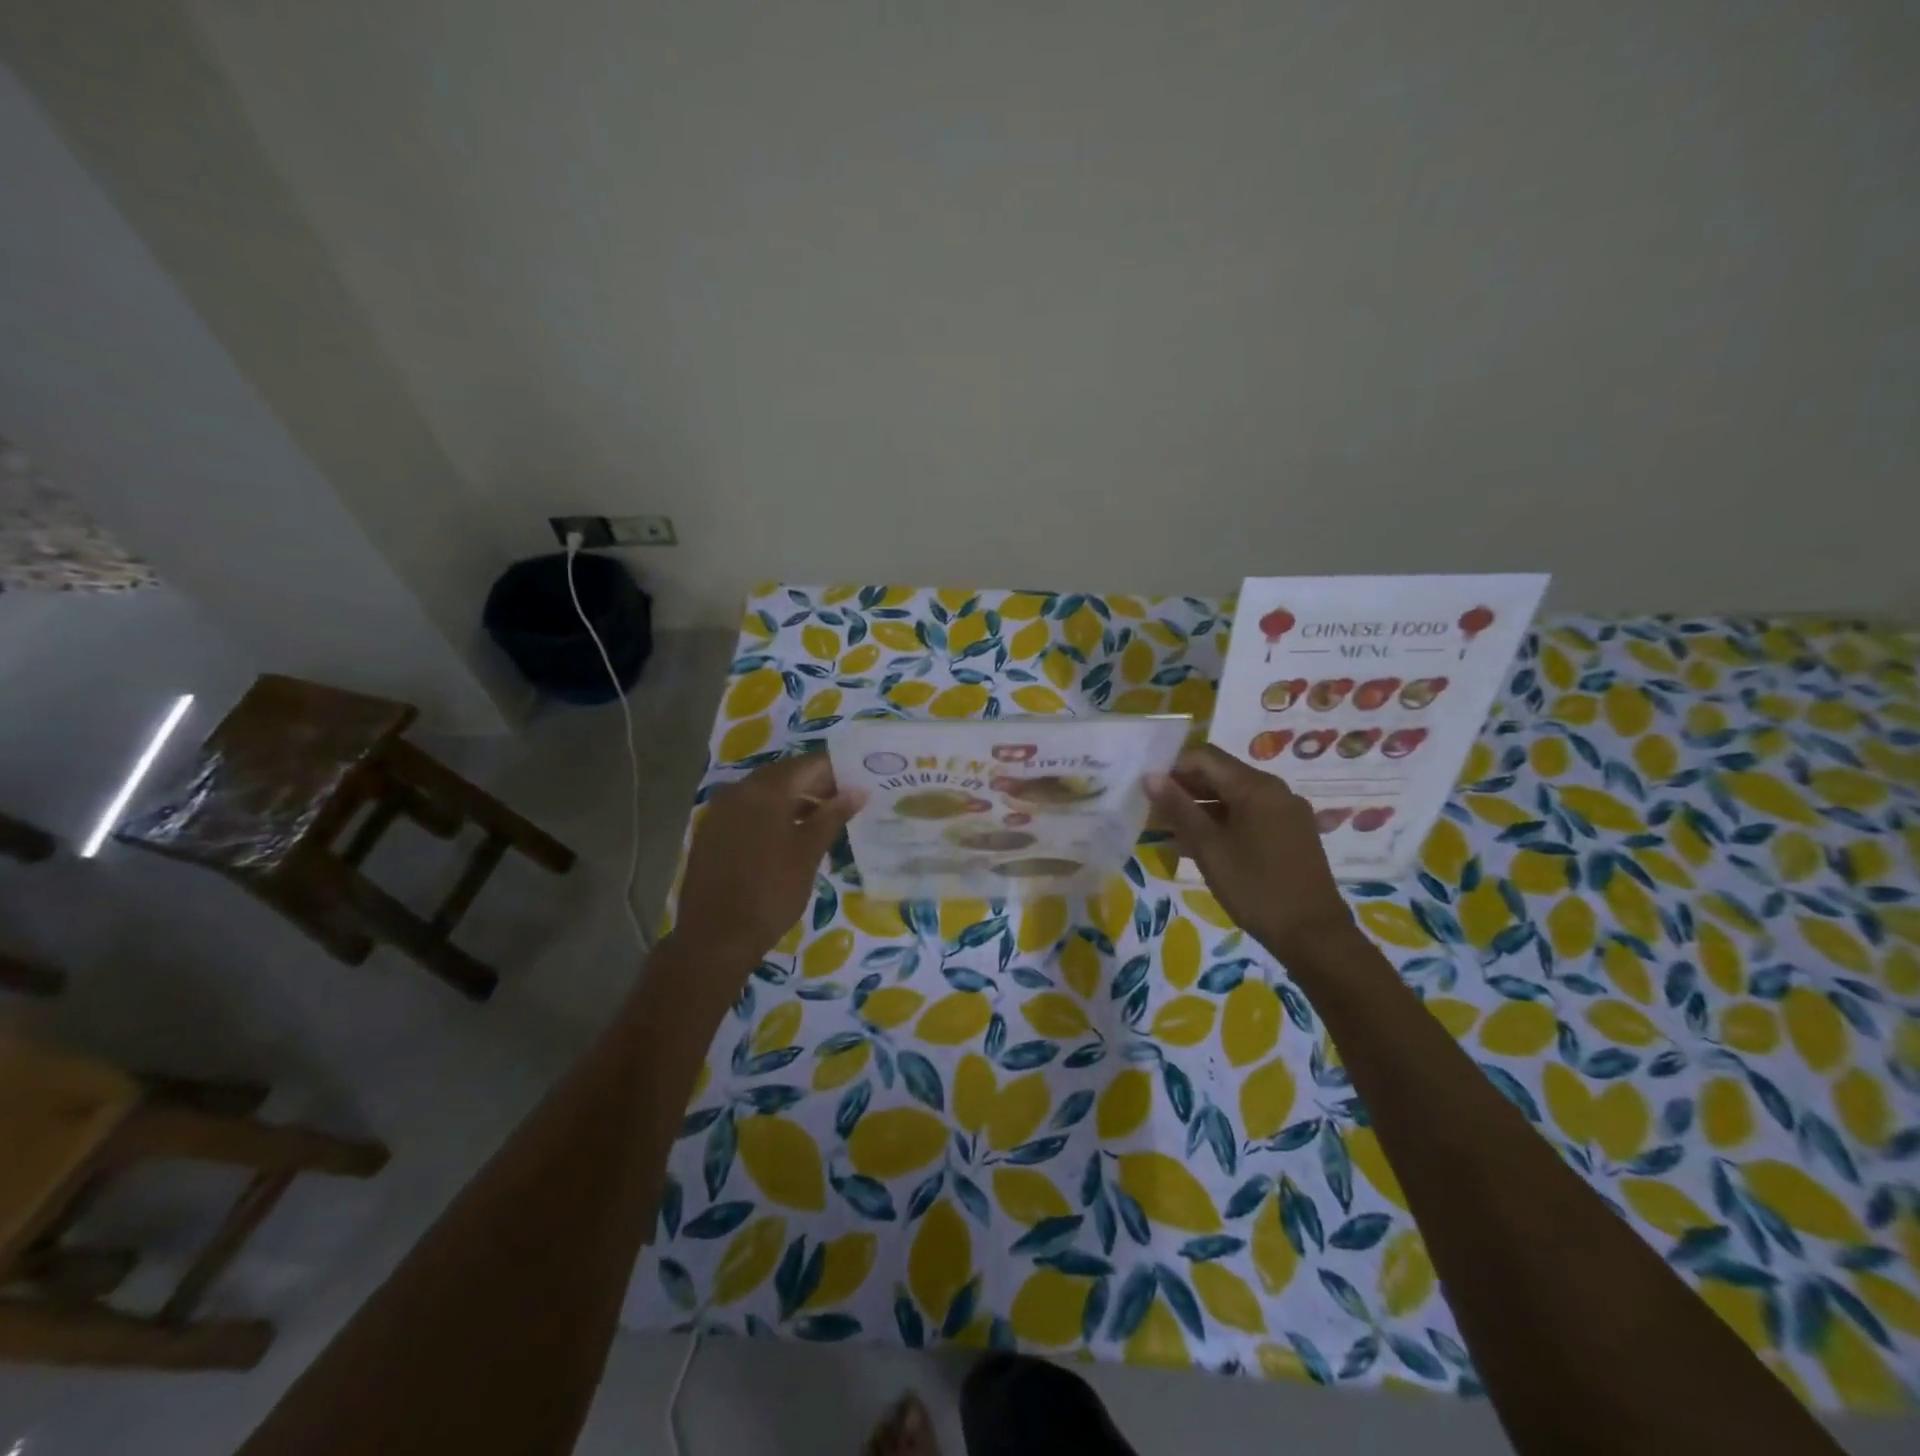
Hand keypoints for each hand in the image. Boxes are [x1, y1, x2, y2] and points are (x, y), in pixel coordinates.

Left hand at [674, 754, 864, 968]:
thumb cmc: (771, 892)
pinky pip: (747, 811)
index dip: (837, 770)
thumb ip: (833, 816)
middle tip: (846, 801)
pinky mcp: (711, 833)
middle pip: (785, 775)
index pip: (808, 764)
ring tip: (823, 819)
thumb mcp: (809, 852)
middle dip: (816, 784)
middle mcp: (738, 791)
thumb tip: (858, 791)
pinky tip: (789, 835)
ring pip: (765, 793)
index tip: (860, 782)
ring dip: (794, 800)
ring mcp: (720, 811)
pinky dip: (772, 815)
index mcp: (765, 790)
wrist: (716, 937)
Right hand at [1145, 745, 1354, 963]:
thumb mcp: (1208, 848)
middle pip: (1221, 774)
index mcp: (1256, 787)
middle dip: (1185, 788)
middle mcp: (1275, 790)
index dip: (1173, 767)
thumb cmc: (1255, 888)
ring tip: (1172, 831)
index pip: (1205, 757)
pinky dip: (1223, 821)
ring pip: (1234, 796)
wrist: (1312, 935)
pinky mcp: (1291, 832)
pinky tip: (1202, 845)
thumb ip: (1179, 808)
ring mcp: (1287, 811)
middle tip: (1155, 812)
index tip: (1149, 791)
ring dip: (1202, 807)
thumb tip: (1150, 776)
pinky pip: (1250, 814)